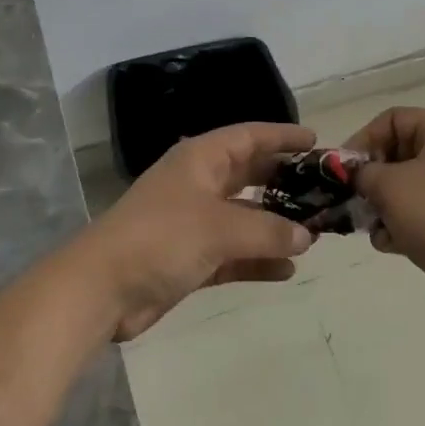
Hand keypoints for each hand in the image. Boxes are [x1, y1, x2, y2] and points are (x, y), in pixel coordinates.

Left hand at [83, 122, 316, 339]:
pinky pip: (233, 253)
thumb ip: (268, 232)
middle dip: (284, 183)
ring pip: (244, 218)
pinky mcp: (190, 259)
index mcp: (200, 160)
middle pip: (249, 176)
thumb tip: (307, 236)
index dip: (282, 137)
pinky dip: (257, 260)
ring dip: (274, 226)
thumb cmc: (161, 238)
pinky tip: (287, 270)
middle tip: (322, 191)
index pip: (248, 137)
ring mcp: (193, 223)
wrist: (102, 288)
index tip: (316, 142)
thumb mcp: (220, 228)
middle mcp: (199, 185)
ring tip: (314, 235)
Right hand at [347, 107, 424, 320]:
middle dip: (371, 178)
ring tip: (371, 225)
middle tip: (352, 197)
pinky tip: (390, 243)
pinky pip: (415, 212)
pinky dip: (398, 225)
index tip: (344, 168)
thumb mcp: (388, 185)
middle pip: (397, 153)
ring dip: (381, 205)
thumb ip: (362, 172)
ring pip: (403, 186)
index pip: (394, 119)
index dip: (364, 138)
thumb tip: (354, 176)